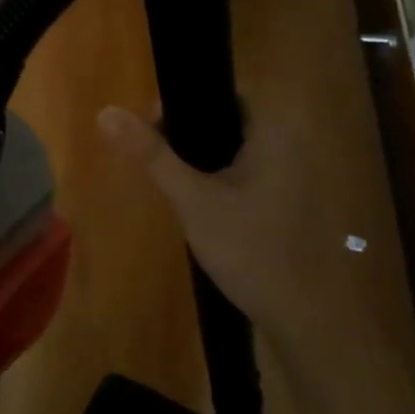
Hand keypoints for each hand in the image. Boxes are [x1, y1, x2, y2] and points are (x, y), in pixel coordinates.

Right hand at [98, 105, 359, 358]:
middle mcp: (290, 147)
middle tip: (155, 159)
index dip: (182, 103)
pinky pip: (248, 176)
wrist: (308, 321)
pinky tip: (200, 208)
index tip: (150, 128)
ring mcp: (293, 179)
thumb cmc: (252, 250)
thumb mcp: (192, 200)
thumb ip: (151, 155)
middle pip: (226, 121)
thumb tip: (106, 112)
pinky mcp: (289, 206)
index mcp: (273, 133)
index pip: (223, 92)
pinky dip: (220, 181)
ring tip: (171, 183)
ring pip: (235, 151)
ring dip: (202, 160)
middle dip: (187, 135)